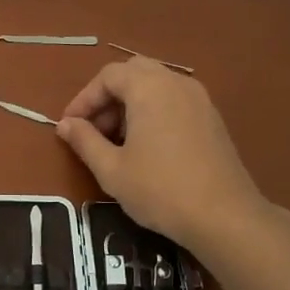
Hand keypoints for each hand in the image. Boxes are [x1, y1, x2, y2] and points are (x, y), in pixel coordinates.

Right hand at [55, 59, 265, 249]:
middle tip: (94, 129)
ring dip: (131, 104)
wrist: (224, 216)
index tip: (70, 126)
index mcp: (149, 88)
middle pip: (134, 73)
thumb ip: (85, 141)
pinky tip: (147, 147)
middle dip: (109, 97)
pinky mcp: (212, 118)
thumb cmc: (160, 189)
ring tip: (118, 141)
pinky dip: (154, 112)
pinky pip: (175, 101)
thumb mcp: (111, 169)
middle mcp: (176, 83)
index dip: (84, 99)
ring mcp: (200, 99)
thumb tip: (65, 125)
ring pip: (156, 86)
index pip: (108, 76)